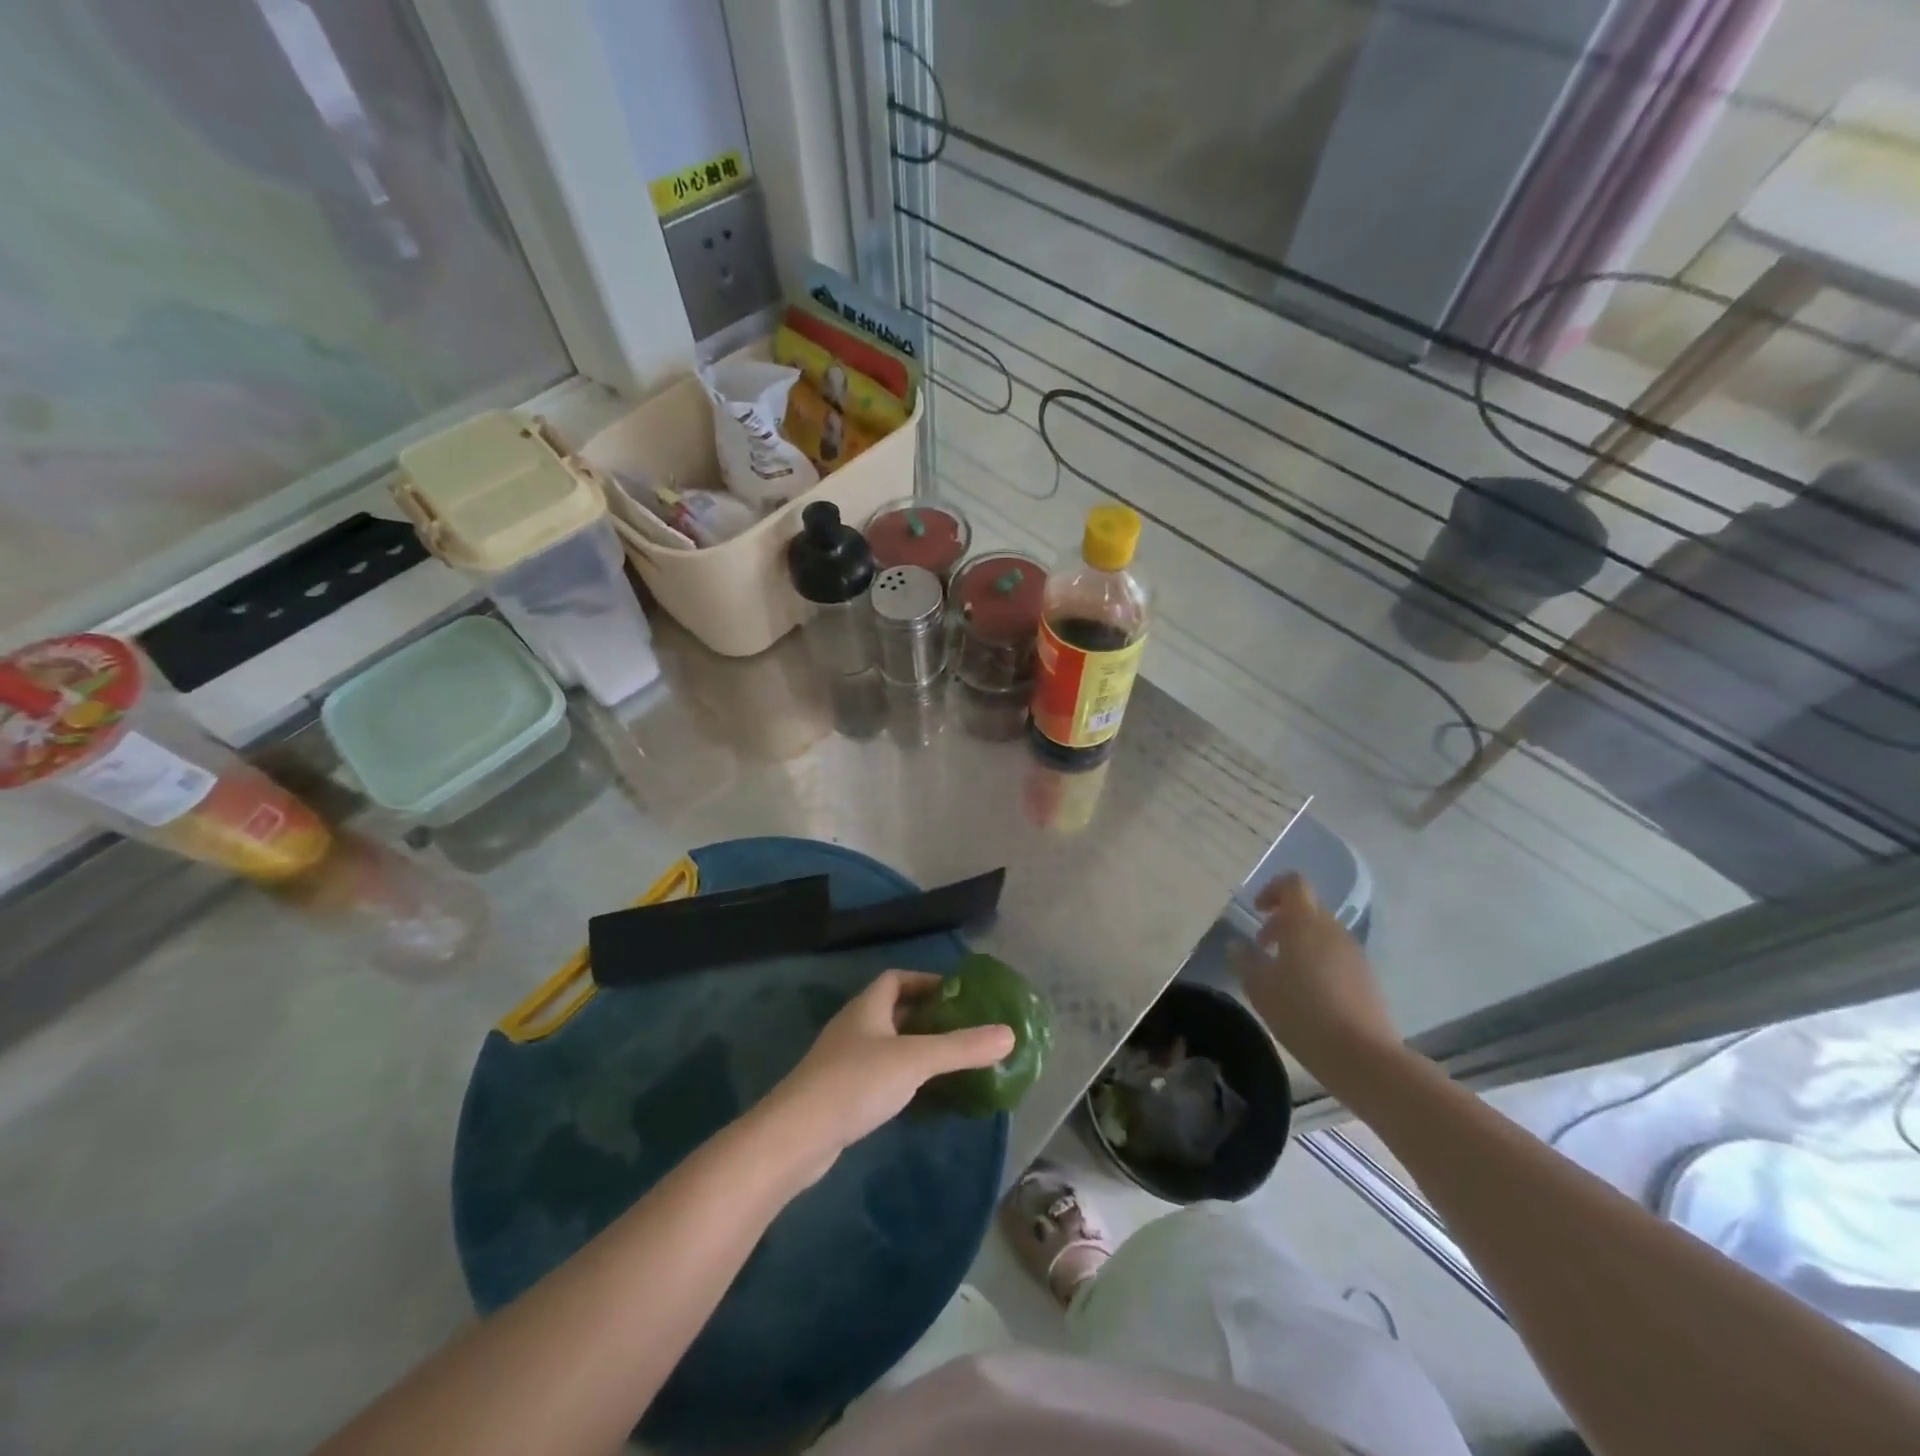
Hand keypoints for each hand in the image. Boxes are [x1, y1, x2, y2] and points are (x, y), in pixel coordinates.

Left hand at [761, 971, 1014, 1184]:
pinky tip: (920, 1094)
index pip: (896, 978)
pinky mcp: (840, 1093)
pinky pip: (878, 1073)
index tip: (957, 996)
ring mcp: (843, 1060)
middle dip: (926, 1016)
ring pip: (886, 1044)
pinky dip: (901, 1076)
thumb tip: (1010, 1034)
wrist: (797, 1135)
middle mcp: (854, 1026)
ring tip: (950, 1061)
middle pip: (893, 1010)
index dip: (926, 981)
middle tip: (962, 1029)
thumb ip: (962, 1047)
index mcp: (868, 1006)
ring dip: (914, 1048)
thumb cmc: (857, 1082)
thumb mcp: (916, 1060)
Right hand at [1229, 874, 1401, 1078]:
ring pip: (1323, 933)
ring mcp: (1354, 954)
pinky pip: (1336, 956)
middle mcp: (1333, 930)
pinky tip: (1307, 994)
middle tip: (1262, 945)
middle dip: (1283, 920)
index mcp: (1305, 923)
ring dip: (1300, 942)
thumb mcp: (1260, 987)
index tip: (1257, 911)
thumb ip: (1245, 960)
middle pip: (1308, 908)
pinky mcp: (1366, 978)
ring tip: (1282, 973)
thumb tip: (1236, 945)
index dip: (1273, 889)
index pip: (1293, 883)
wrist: (1362, 1056)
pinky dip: (1318, 961)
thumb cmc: (1302, 1013)